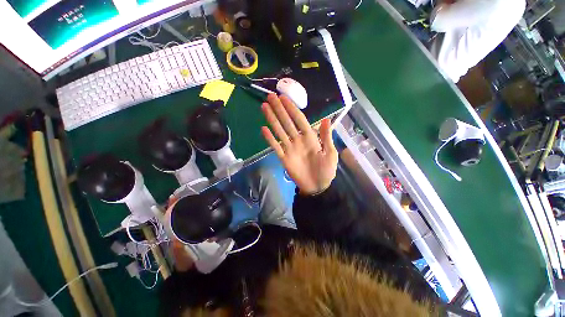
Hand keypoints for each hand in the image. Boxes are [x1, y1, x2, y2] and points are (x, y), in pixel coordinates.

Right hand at [261, 94, 337, 194]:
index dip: (292, 109)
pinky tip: (263, 129)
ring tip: (264, 107)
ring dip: (272, 119)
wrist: (317, 187)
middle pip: (287, 122)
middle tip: (270, 97)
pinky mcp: (284, 158)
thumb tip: (326, 119)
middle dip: (279, 109)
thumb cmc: (326, 170)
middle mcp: (298, 140)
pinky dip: (270, 139)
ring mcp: (290, 148)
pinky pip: (276, 147)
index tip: (284, 98)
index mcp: (310, 137)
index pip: (299, 119)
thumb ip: (326, 137)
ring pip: (279, 131)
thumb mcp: (330, 153)